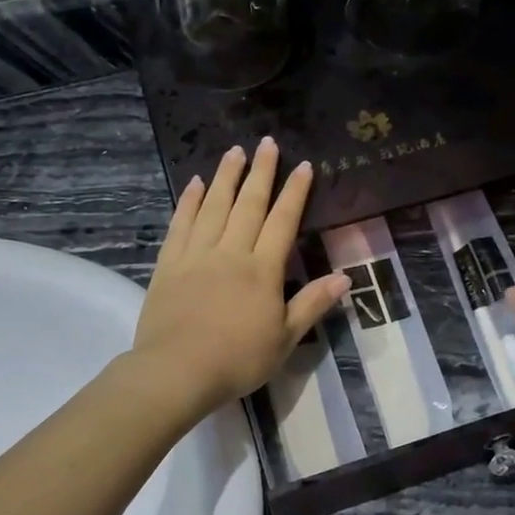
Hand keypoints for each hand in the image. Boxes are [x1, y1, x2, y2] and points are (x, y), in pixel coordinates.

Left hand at [129, 139, 349, 415]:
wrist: (177, 371)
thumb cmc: (238, 360)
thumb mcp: (285, 339)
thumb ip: (312, 304)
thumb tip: (345, 277)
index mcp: (263, 270)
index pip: (282, 222)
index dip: (294, 192)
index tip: (303, 165)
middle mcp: (231, 252)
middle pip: (248, 204)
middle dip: (260, 172)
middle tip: (266, 143)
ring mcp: (196, 255)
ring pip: (214, 206)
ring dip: (226, 177)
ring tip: (234, 151)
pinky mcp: (168, 264)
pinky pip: (181, 224)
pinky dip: (189, 201)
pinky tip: (195, 184)